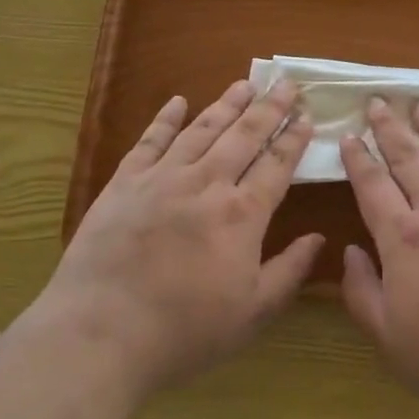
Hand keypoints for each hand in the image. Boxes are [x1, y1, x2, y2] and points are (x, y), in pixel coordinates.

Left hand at [38, 79, 322, 397]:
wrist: (99, 336)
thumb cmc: (183, 332)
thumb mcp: (251, 314)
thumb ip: (289, 272)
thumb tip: (318, 238)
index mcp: (241, 214)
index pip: (276, 165)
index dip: (293, 138)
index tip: (307, 115)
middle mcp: (207, 184)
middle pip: (244, 135)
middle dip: (269, 107)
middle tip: (285, 83)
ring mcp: (163, 178)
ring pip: (203, 129)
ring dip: (227, 104)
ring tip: (245, 83)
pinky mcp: (124, 183)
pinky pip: (150, 141)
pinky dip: (166, 119)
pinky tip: (178, 101)